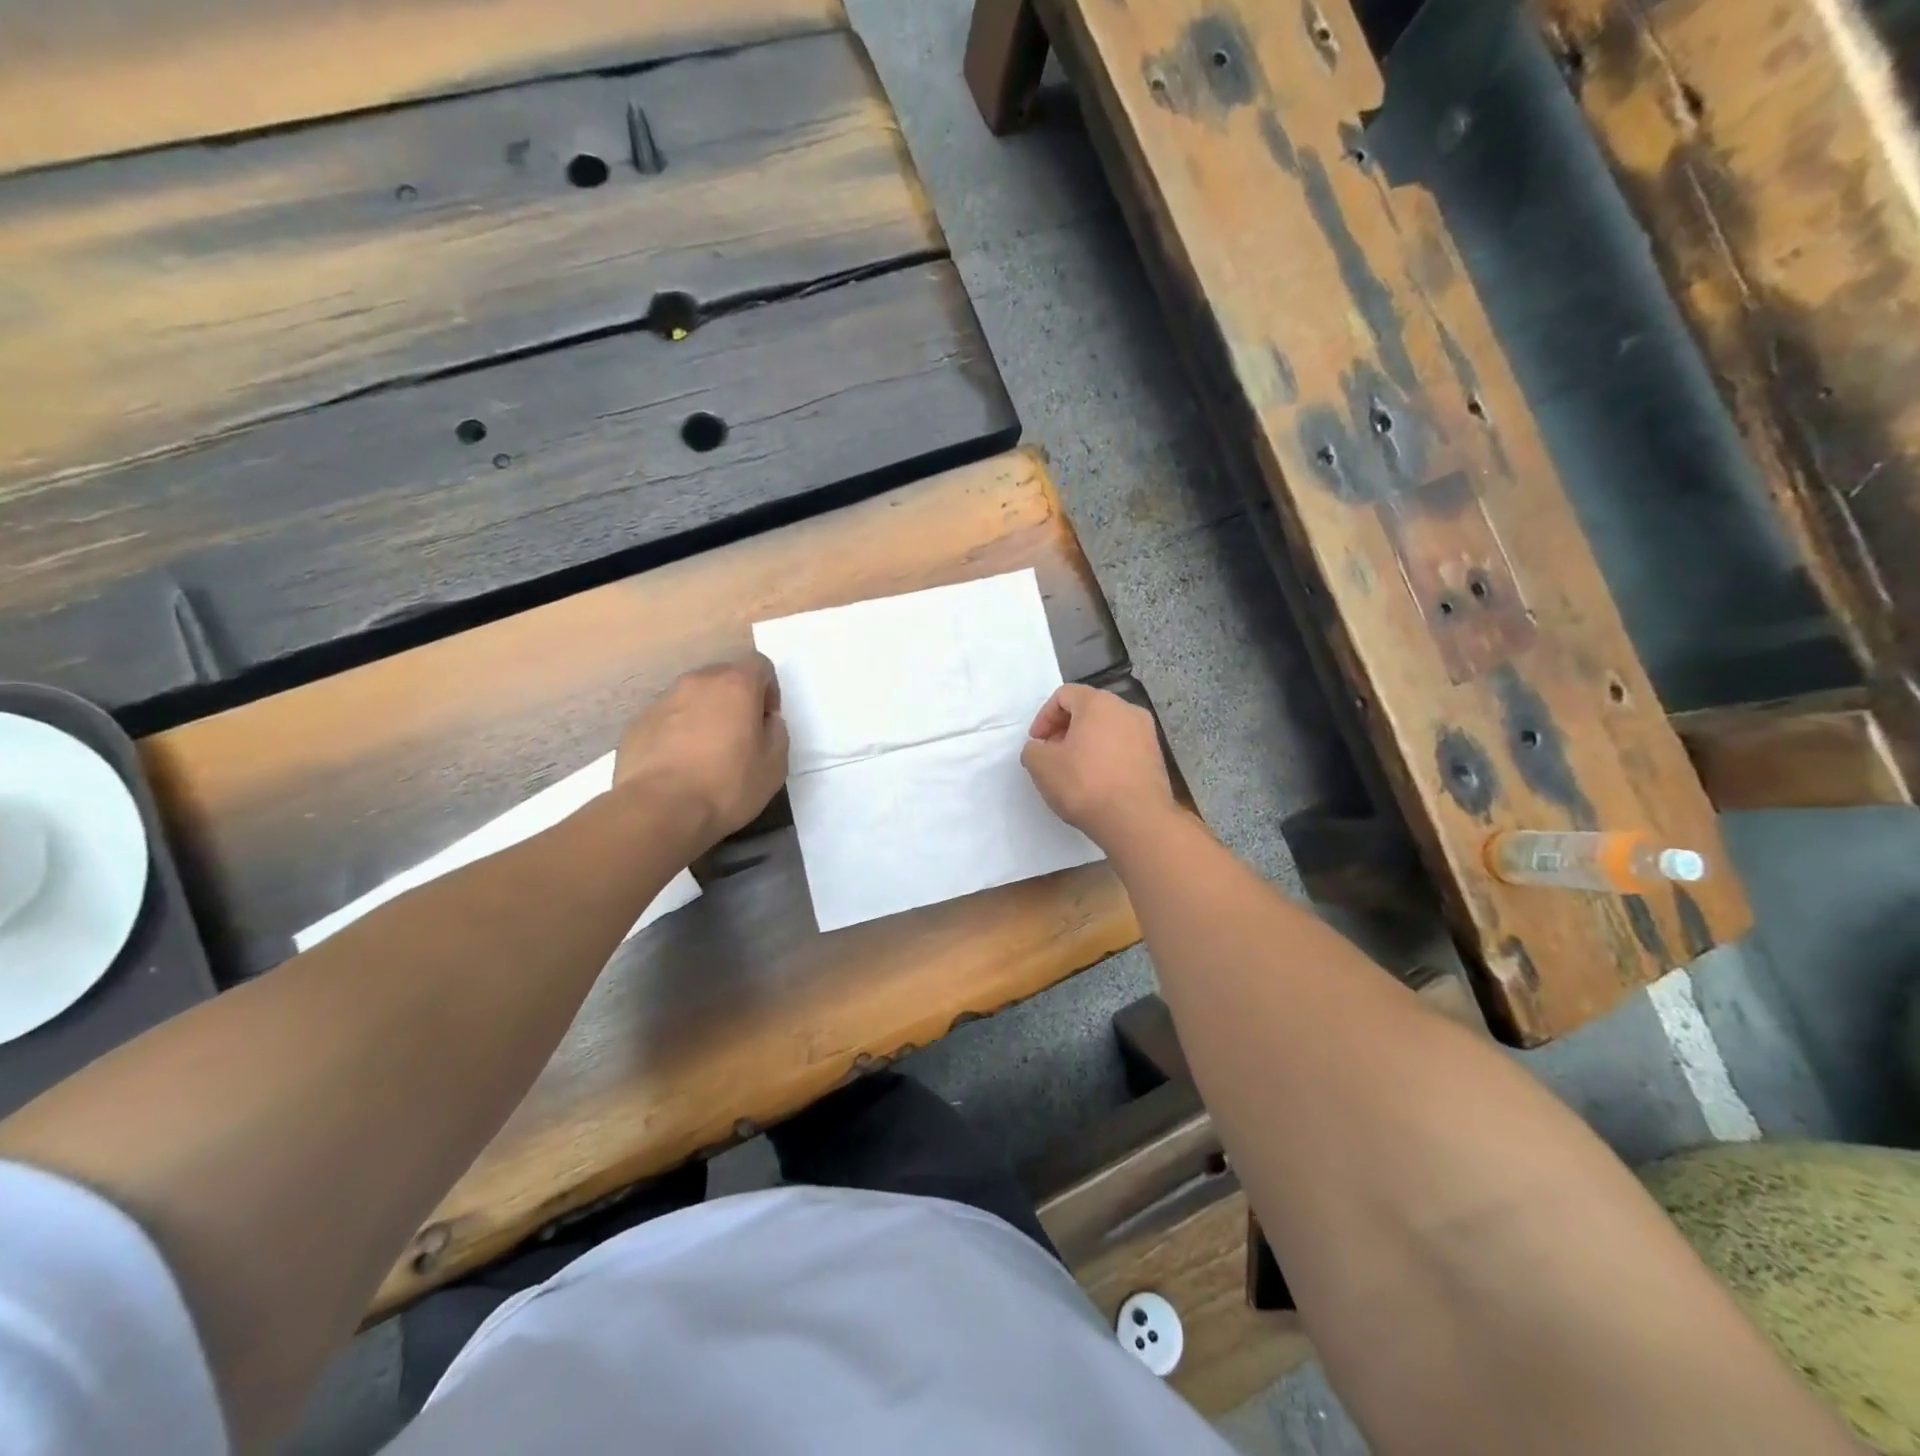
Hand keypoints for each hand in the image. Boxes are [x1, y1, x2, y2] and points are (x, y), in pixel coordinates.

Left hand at [615, 655, 787, 846]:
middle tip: (739, 736)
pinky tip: (679, 765)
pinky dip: (677, 732)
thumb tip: (765, 720)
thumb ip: (776, 732)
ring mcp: (663, 701)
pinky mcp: (637, 723)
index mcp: (736, 685)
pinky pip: (667, 719)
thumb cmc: (726, 785)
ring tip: (706, 753)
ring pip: (693, 697)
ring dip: (705, 715)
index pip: (759, 665)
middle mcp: (697, 683)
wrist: (659, 809)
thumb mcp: (774, 765)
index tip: (766, 720)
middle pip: (724, 677)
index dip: (768, 689)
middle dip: (735, 699)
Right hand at [1020, 685, 1175, 848]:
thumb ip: (1033, 749)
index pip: (1064, 695)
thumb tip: (1040, 749)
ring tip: (1073, 770)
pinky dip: (1106, 756)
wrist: (1136, 820)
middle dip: (1065, 729)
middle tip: (1051, 755)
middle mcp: (1127, 709)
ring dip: (1086, 743)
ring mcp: (1146, 733)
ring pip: (1107, 729)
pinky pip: (1123, 747)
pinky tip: (1096, 781)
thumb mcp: (1042, 765)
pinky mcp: (1155, 757)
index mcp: (1098, 702)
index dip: (1044, 717)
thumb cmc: (1084, 784)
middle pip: (1088, 709)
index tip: (1037, 743)